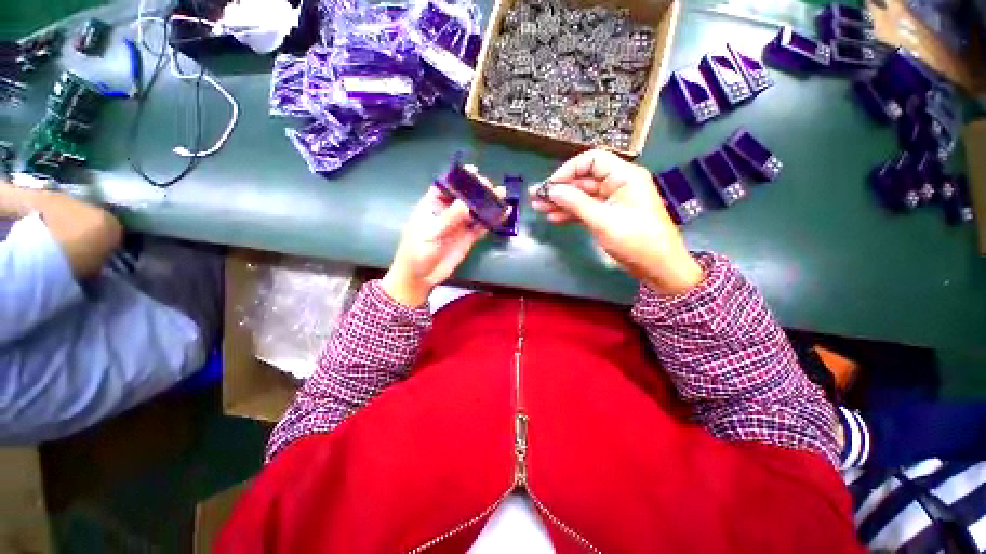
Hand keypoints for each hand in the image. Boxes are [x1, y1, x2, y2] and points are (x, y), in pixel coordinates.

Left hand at [382, 171, 492, 306]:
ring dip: (488, 204)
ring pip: (476, 210)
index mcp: (432, 205)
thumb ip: (448, 219)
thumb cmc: (417, 252)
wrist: (421, 277)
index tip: (473, 171)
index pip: (446, 186)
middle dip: (478, 190)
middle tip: (491, 187)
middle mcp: (447, 212)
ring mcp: (459, 225)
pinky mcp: (468, 238)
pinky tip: (503, 214)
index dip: (459, 178)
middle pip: (465, 197)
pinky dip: (491, 221)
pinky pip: (481, 226)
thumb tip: (467, 203)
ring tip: (503, 195)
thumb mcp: (430, 234)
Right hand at [530, 149, 702, 294]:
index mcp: (624, 177)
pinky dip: (571, 213)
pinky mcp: (609, 216)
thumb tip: (551, 190)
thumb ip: (576, 203)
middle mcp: (618, 184)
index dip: (569, 170)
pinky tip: (554, 218)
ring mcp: (613, 201)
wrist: (659, 268)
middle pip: (584, 179)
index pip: (592, 161)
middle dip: (560, 189)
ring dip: (561, 202)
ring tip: (539, 208)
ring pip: (582, 196)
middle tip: (535, 197)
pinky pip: (586, 209)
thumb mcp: (603, 221)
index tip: (550, 186)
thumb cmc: (636, 241)